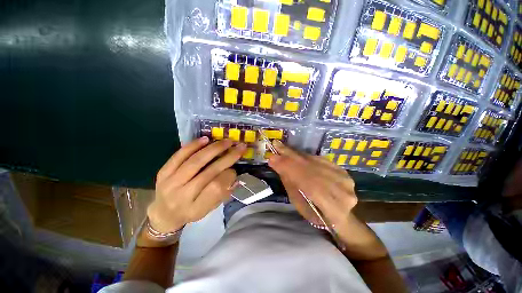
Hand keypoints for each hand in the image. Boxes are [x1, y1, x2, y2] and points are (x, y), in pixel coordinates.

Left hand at [147, 137, 246, 233]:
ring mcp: (170, 183)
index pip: (216, 188)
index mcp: (196, 208)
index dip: (229, 175)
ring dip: (214, 149)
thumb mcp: (209, 209)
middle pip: (208, 172)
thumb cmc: (190, 212)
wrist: (163, 214)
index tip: (235, 169)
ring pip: (196, 161)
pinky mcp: (163, 172)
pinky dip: (193, 145)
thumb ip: (223, 193)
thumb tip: (235, 175)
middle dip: (227, 157)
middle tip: (239, 147)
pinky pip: (179, 155)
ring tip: (227, 141)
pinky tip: (206, 139)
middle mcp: (182, 196)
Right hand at [267, 140, 357, 228]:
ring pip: (314, 162)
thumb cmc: (316, 213)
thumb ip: (291, 184)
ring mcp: (344, 178)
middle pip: (311, 169)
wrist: (341, 212)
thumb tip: (277, 164)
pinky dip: (305, 156)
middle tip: (276, 146)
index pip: (308, 184)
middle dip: (290, 157)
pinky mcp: (342, 170)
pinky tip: (295, 154)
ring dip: (296, 154)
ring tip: (283, 148)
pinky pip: (319, 159)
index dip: (290, 169)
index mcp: (334, 209)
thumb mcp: (300, 204)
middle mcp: (342, 192)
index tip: (273, 158)